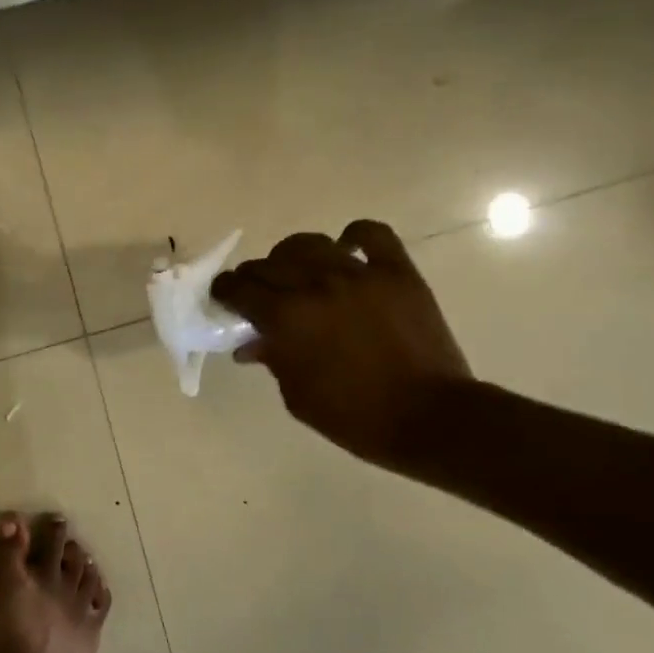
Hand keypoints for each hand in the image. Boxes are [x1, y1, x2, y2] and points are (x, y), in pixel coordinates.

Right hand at [211, 221, 472, 469]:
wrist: (429, 418)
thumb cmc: (353, 417)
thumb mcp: (297, 395)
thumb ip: (271, 359)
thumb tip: (250, 343)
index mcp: (286, 318)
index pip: (240, 288)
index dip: (225, 290)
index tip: (224, 297)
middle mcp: (316, 286)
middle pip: (269, 264)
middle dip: (253, 276)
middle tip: (256, 291)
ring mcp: (359, 275)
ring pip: (310, 244)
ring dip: (293, 256)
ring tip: (297, 272)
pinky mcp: (397, 272)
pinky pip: (372, 234)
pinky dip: (354, 236)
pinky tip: (346, 250)